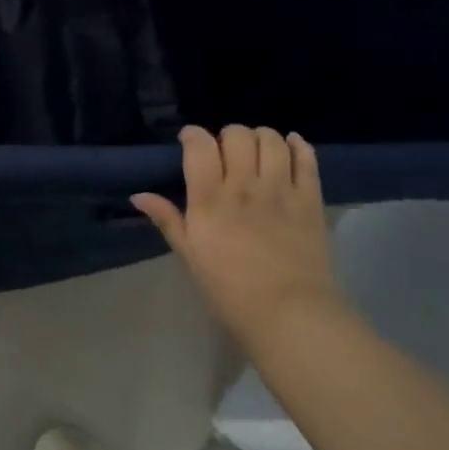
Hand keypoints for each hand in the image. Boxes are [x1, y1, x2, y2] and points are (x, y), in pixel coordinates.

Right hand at [131, 125, 338, 337]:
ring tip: (257, 150)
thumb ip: (168, 220)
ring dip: (261, 136)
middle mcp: (244, 186)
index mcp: (209, 200)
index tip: (189, 142)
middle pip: (237, 135)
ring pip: (272, 140)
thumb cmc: (229, 290)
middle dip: (228, 135)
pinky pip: (307, 159)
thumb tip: (138, 195)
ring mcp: (281, 190)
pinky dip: (297, 145)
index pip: (200, 145)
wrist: (289, 314)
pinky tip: (290, 146)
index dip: (193, 135)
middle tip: (226, 151)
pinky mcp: (311, 200)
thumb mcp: (190, 256)